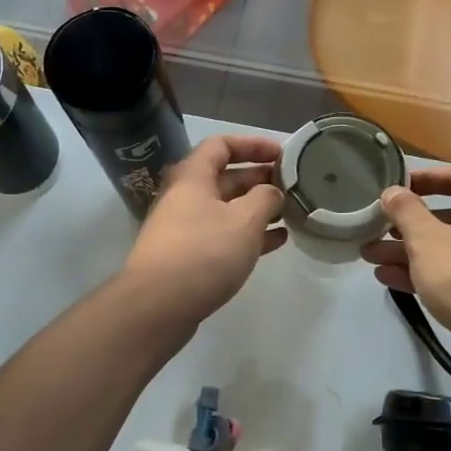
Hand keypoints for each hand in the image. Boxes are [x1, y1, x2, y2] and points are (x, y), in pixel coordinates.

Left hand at [122, 134, 286, 323]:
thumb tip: (272, 192)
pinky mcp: (188, 257)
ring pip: (226, 209)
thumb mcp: (244, 220)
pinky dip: (248, 235)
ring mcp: (184, 229)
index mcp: (193, 177)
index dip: (253, 145)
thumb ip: (265, 199)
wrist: (157, 306)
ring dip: (257, 209)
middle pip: (225, 177)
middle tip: (292, 186)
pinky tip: (276, 242)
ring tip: (290, 214)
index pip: (222, 145)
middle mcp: (185, 197)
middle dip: (260, 179)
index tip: (282, 155)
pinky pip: (223, 236)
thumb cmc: (203, 253)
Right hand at [360, 166, 450, 341]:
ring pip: (450, 247)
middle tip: (376, 230)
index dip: (423, 178)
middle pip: (450, 215)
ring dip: (410, 251)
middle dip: (408, 225)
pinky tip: (391, 281)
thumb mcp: (426, 239)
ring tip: (371, 258)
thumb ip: (406, 211)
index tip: (394, 188)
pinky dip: (428, 273)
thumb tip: (393, 191)